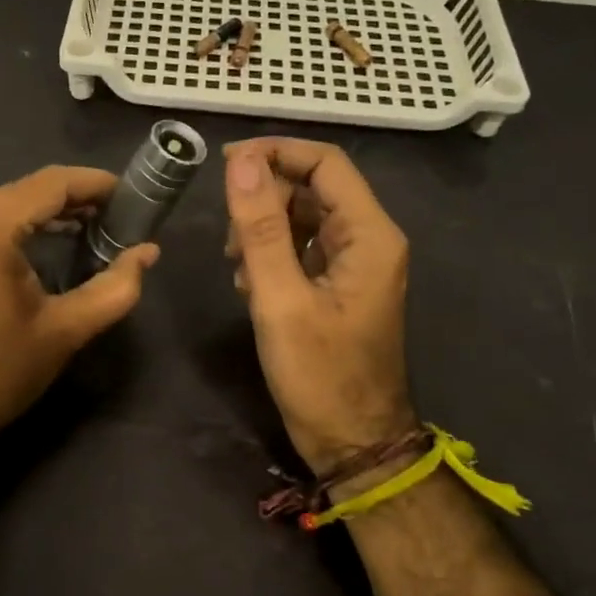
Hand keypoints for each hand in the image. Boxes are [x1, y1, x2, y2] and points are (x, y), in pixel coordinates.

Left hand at [0, 166, 159, 447]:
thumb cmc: (2, 370)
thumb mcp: (67, 330)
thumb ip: (115, 288)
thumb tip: (148, 252)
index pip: (50, 184)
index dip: (94, 183)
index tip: (129, 195)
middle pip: (29, 187)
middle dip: (76, 194)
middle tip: (118, 212)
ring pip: (9, 200)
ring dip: (51, 206)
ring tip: (93, 222)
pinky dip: (25, 219)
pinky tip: (52, 236)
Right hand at [224, 138, 416, 473]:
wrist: (353, 442)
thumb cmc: (320, 375)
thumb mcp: (280, 300)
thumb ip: (260, 229)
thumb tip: (241, 164)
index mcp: (369, 235)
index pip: (325, 163)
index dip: (276, 153)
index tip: (226, 165)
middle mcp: (369, 239)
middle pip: (312, 188)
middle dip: (264, 200)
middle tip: (229, 239)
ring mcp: (355, 263)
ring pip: (303, 217)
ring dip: (263, 229)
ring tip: (237, 267)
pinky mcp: (339, 284)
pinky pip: (303, 247)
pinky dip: (272, 254)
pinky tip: (250, 283)